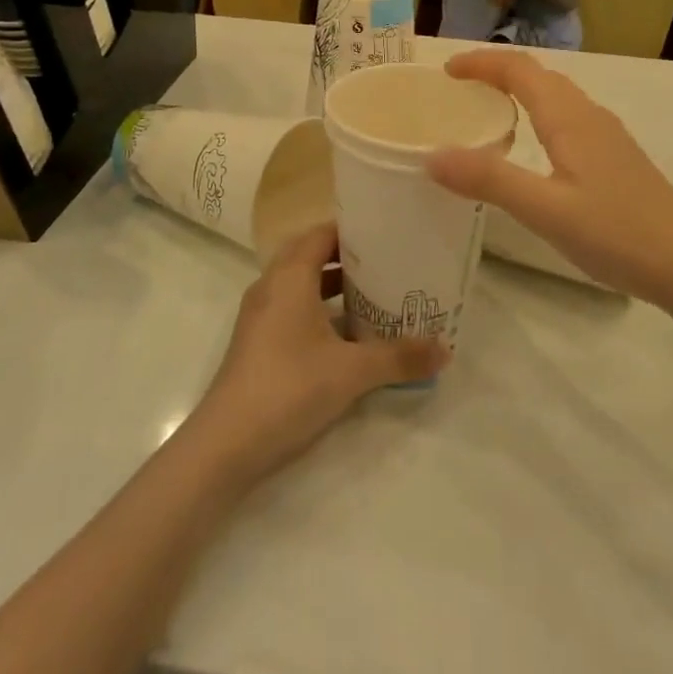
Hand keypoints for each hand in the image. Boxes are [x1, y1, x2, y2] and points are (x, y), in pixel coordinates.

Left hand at [186, 225, 445, 481]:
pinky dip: (320, 310)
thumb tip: (446, 349)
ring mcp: (261, 316)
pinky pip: (293, 309)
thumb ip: (400, 357)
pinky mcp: (258, 342)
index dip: (353, 230)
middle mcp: (272, 286)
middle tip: (388, 262)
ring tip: (376, 294)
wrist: (226, 444)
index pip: (322, 233)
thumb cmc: (289, 387)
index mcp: (290, 276)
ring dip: (334, 286)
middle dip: (348, 257)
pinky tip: (349, 336)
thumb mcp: (352, 371)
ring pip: (302, 285)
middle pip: (311, 255)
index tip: (388, 233)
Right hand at [425, 49, 672, 303]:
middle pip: (538, 75)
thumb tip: (432, 155)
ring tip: (486, 111)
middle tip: (459, 89)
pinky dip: (537, 113)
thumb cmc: (617, 233)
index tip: (446, 71)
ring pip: (555, 96)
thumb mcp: (545, 210)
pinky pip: (567, 117)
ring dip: (518, 90)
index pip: (519, 69)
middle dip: (496, 72)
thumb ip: (489, 180)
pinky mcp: (615, 157)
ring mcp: (606, 135)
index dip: (481, 62)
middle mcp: (588, 115)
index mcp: (568, 118)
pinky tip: (531, 147)